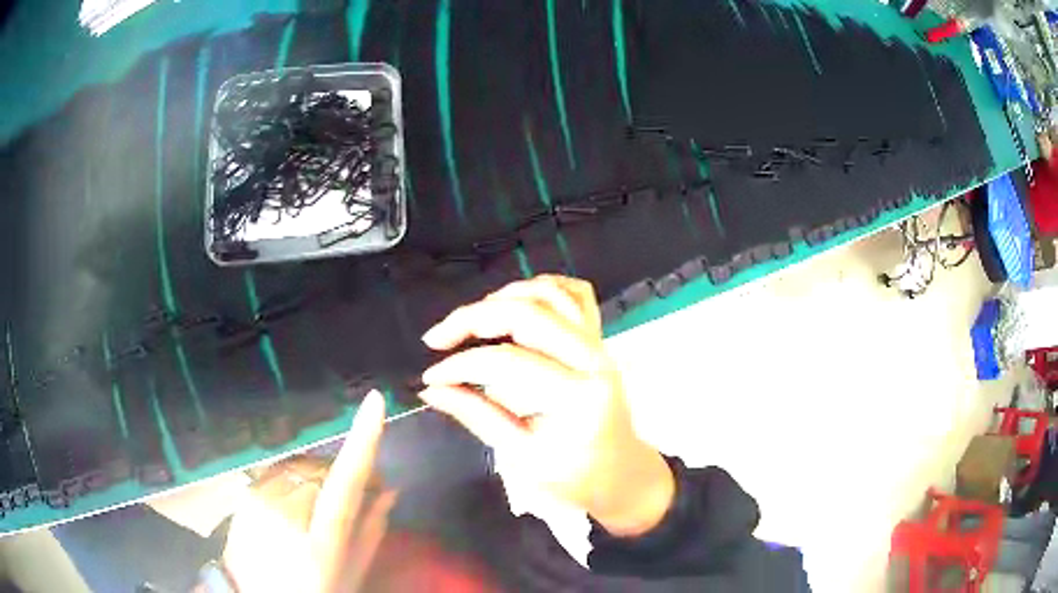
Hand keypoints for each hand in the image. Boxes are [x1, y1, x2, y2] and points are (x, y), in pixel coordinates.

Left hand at [221, 391, 396, 592]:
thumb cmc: (313, 588)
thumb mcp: (350, 571)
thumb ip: (371, 530)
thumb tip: (390, 490)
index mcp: (319, 539)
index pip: (344, 481)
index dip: (362, 440)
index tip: (375, 401)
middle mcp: (285, 511)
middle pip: (323, 468)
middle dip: (344, 473)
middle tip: (362, 493)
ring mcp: (260, 499)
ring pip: (301, 466)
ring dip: (319, 475)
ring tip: (324, 504)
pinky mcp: (247, 494)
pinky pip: (280, 472)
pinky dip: (297, 479)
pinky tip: (298, 503)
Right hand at [420, 275, 673, 536]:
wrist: (620, 472)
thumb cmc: (574, 475)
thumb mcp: (522, 456)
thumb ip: (477, 416)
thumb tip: (432, 390)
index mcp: (577, 396)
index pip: (507, 362)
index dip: (461, 365)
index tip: (431, 377)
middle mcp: (593, 359)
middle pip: (528, 314)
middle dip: (473, 318)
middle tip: (438, 337)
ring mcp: (600, 343)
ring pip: (550, 294)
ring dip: (503, 297)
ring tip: (470, 321)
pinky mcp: (600, 337)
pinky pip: (575, 293)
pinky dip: (542, 286)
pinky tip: (516, 299)